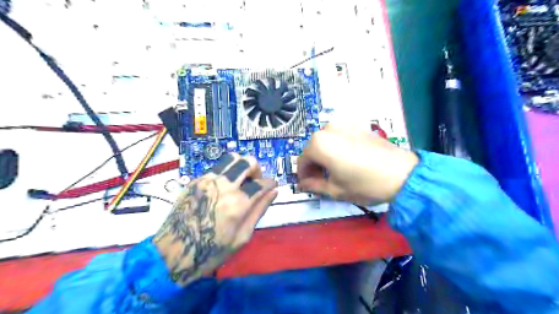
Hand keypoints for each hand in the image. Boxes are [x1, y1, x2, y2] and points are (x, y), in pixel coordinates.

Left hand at [152, 153, 277, 285]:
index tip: (272, 186)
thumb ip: (259, 210)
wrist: (172, 253)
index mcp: (238, 204)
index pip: (262, 183)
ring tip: (240, 181)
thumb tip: (273, 192)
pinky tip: (222, 189)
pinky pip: (216, 168)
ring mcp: (206, 181)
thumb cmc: (211, 251)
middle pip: (248, 162)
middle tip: (255, 182)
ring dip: (241, 166)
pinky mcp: (194, 181)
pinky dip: (225, 173)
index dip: (271, 183)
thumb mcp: (242, 237)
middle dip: (257, 169)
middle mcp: (223, 186)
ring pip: (231, 158)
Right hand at [299, 122, 416, 205]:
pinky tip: (347, 161)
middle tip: (321, 180)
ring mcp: (344, 125)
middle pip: (313, 149)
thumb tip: (302, 184)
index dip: (303, 175)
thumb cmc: (364, 184)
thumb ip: (314, 186)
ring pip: (326, 142)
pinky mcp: (358, 126)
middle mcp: (328, 129)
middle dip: (314, 165)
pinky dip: (336, 148)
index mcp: (319, 144)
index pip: (302, 160)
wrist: (403, 173)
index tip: (307, 185)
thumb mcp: (336, 190)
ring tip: (335, 171)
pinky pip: (339, 137)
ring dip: (325, 156)